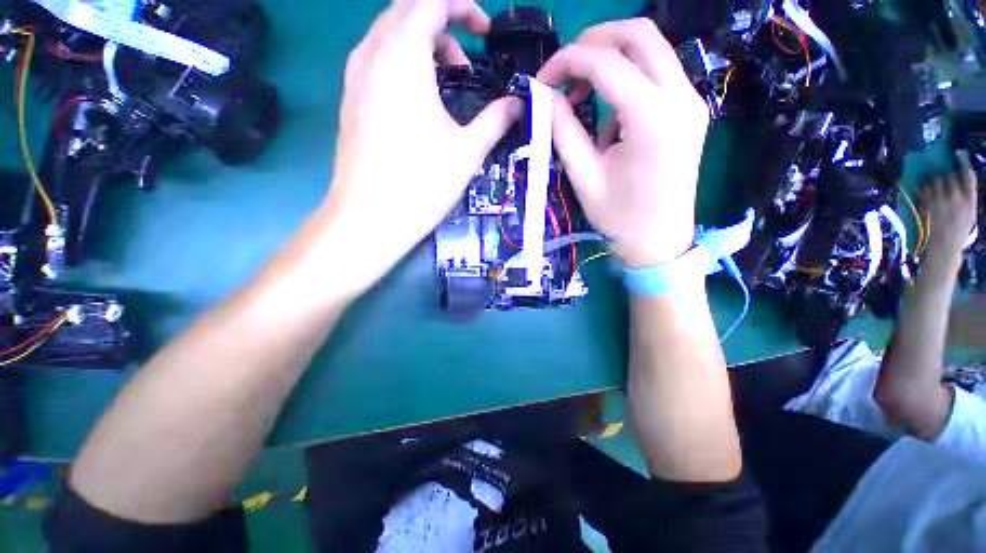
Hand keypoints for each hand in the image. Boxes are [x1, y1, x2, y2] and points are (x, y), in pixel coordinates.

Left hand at [316, 0, 517, 295]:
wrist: (369, 217)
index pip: (431, 0)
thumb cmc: (422, 184)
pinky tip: (420, 97)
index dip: (463, 6)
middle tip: (468, 59)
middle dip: (443, 22)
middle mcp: (372, 54)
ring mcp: (355, 75)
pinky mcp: (350, 97)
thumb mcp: (467, 151)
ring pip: (390, 33)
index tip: (485, 32)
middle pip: (407, 10)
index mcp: (403, 57)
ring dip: (423, 43)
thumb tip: (518, 104)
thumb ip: (496, 119)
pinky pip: (378, 57)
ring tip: (448, 80)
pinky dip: (404, 61)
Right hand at [537, 18, 710, 267]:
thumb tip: (545, 96)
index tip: (542, 81)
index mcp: (652, 118)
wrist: (659, 242)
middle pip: (638, 33)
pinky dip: (626, 78)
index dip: (566, 61)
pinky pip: (656, 73)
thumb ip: (562, 130)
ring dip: (610, 57)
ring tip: (582, 91)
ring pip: (651, 48)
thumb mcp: (583, 177)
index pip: (606, 61)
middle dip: (593, 42)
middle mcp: (680, 97)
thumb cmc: (619, 218)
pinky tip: (608, 114)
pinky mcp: (689, 110)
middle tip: (564, 71)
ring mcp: (690, 101)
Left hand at [922, 163, 977, 270]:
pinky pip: (924, 188)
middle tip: (945, 179)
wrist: (944, 244)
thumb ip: (970, 194)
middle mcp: (955, 197)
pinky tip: (928, 191)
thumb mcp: (971, 211)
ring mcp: (939, 200)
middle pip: (949, 175)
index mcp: (969, 198)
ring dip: (935, 180)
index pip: (968, 174)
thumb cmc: (960, 229)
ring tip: (936, 186)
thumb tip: (966, 174)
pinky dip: (925, 187)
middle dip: (947, 175)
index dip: (963, 164)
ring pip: (935, 180)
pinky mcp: (926, 203)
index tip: (960, 157)